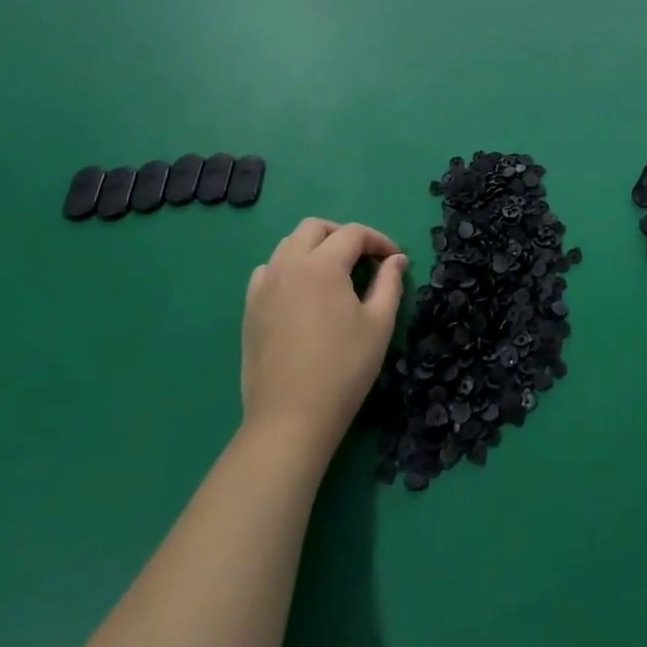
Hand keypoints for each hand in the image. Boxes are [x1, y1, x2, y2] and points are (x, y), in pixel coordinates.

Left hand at [240, 219, 407, 457]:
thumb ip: (390, 283)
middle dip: (343, 235)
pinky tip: (303, 293)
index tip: (394, 260)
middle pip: (314, 228)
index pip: (353, 234)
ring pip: (288, 245)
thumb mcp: (379, 324)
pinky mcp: (250, 309)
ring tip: (335, 274)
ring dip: (314, 248)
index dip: (379, 240)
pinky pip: (268, 271)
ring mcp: (264, 287)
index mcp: (322, 265)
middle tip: (364, 258)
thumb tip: (396, 260)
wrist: (290, 418)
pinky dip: (289, 268)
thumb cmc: (344, 368)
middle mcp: (288, 266)